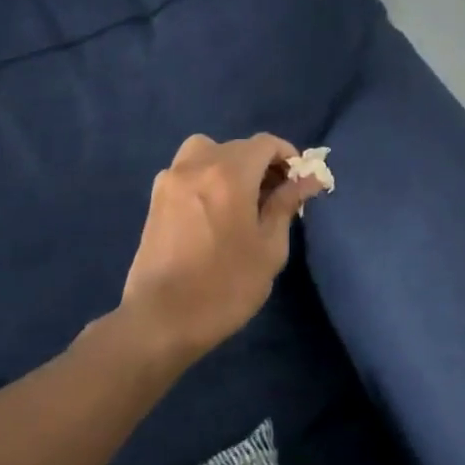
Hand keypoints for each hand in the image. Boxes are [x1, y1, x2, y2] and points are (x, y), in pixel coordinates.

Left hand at [120, 133, 325, 365]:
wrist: (162, 320)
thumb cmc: (225, 286)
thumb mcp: (269, 248)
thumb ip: (285, 205)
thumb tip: (308, 180)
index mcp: (229, 174)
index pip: (265, 144)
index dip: (288, 156)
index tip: (300, 181)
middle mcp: (197, 165)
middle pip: (237, 147)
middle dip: (262, 164)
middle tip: (277, 197)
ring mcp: (171, 180)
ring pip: (208, 152)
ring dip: (230, 165)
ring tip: (243, 199)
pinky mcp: (156, 199)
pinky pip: (187, 170)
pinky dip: (207, 177)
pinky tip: (215, 210)